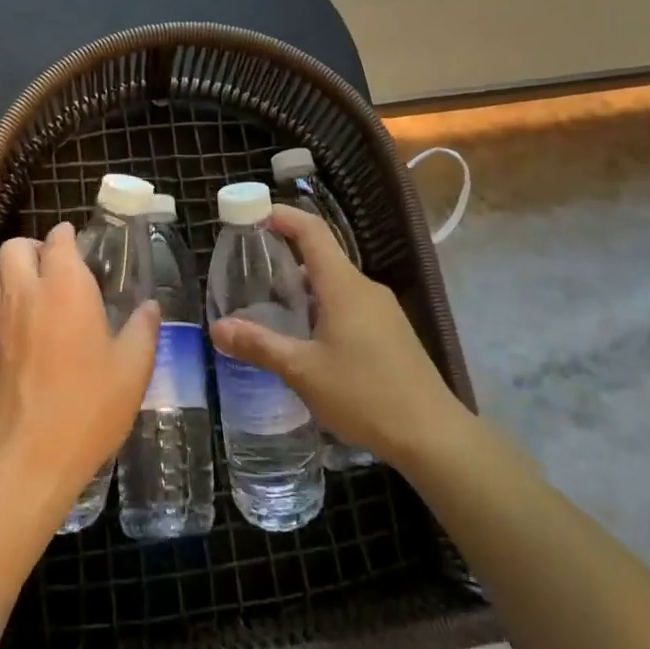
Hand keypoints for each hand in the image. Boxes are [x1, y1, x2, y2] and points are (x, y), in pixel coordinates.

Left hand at [0, 223, 157, 524]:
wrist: (27, 459)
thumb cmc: (87, 407)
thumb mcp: (132, 369)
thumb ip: (143, 329)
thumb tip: (149, 306)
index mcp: (65, 287)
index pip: (58, 240)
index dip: (69, 236)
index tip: (83, 245)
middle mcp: (26, 293)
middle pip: (15, 246)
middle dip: (35, 247)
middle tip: (58, 267)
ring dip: (14, 270)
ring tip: (39, 291)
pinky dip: (4, 299)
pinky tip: (26, 326)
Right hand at [210, 205, 465, 468]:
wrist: (432, 435)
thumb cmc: (364, 395)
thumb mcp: (303, 371)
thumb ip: (259, 345)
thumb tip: (217, 328)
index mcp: (344, 286)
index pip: (312, 231)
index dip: (283, 216)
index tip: (253, 213)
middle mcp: (365, 288)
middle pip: (322, 257)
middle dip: (286, 256)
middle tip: (251, 272)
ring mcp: (383, 310)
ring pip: (336, 284)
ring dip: (304, 288)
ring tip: (273, 309)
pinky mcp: (392, 332)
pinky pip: (350, 304)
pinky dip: (323, 307)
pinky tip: (309, 339)